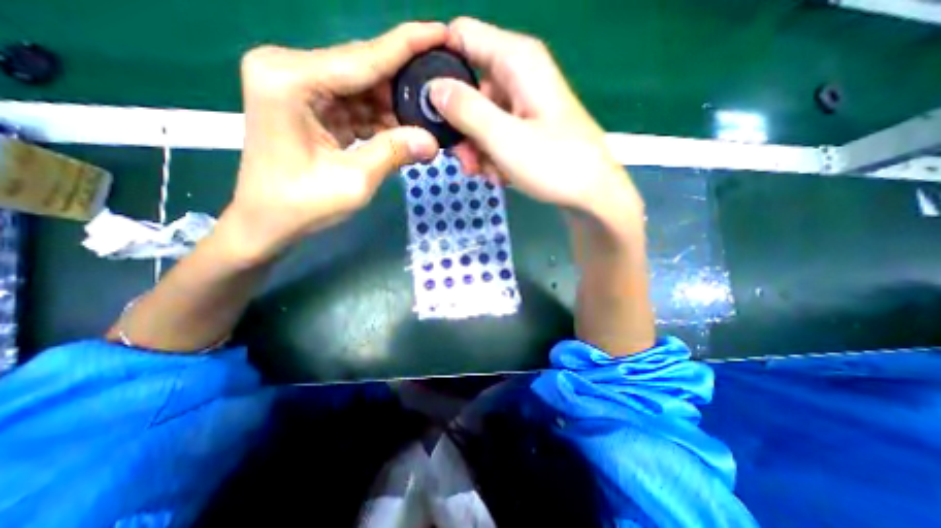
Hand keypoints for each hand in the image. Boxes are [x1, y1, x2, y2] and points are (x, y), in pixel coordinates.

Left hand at [223, 20, 451, 263]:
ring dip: (396, 106)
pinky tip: (406, 129)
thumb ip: (393, 153)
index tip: (442, 32)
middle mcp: (291, 70)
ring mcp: (299, 87)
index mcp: (290, 79)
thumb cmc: (301, 206)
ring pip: (363, 88)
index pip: (363, 58)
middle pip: (364, 69)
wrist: (267, 223)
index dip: (408, 45)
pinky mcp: (310, 106)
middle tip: (443, 88)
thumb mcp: (354, 181)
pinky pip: (356, 106)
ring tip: (430, 116)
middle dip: (405, 81)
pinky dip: (381, 119)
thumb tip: (433, 141)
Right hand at [429, 17, 643, 222]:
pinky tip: (502, 175)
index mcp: (516, 61)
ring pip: (481, 118)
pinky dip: (494, 155)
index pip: (462, 36)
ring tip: (489, 173)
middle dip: (461, 127)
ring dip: (478, 149)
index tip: (425, 101)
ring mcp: (524, 104)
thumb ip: (465, 109)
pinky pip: (497, 133)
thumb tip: (434, 88)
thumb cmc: (553, 164)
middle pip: (470, 87)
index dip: (438, 63)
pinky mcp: (527, 127)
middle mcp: (519, 75)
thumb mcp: (503, 137)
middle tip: (466, 160)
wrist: (590, 195)